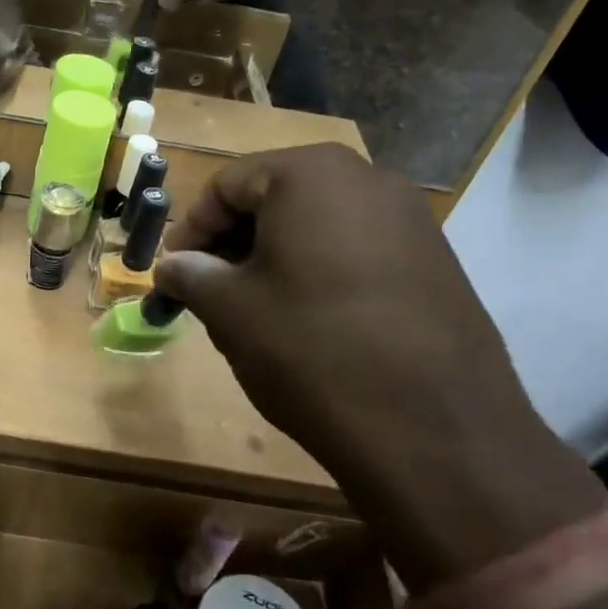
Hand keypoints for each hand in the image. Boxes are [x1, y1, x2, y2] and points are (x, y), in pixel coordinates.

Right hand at [157, 146, 607, 589]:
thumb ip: (190, 274)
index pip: (228, 184)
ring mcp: (411, 219)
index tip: (173, 271)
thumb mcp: (230, 310)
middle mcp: (367, 179)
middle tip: (209, 290)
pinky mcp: (436, 261)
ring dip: (274, 258)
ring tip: (254, 311)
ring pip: (317, 225)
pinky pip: (357, 249)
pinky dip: (319, 272)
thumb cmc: (312, 351)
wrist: (436, 433)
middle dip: (233, 242)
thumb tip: (171, 267)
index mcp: (311, 174)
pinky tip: (308, 322)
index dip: (192, 228)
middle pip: (275, 197)